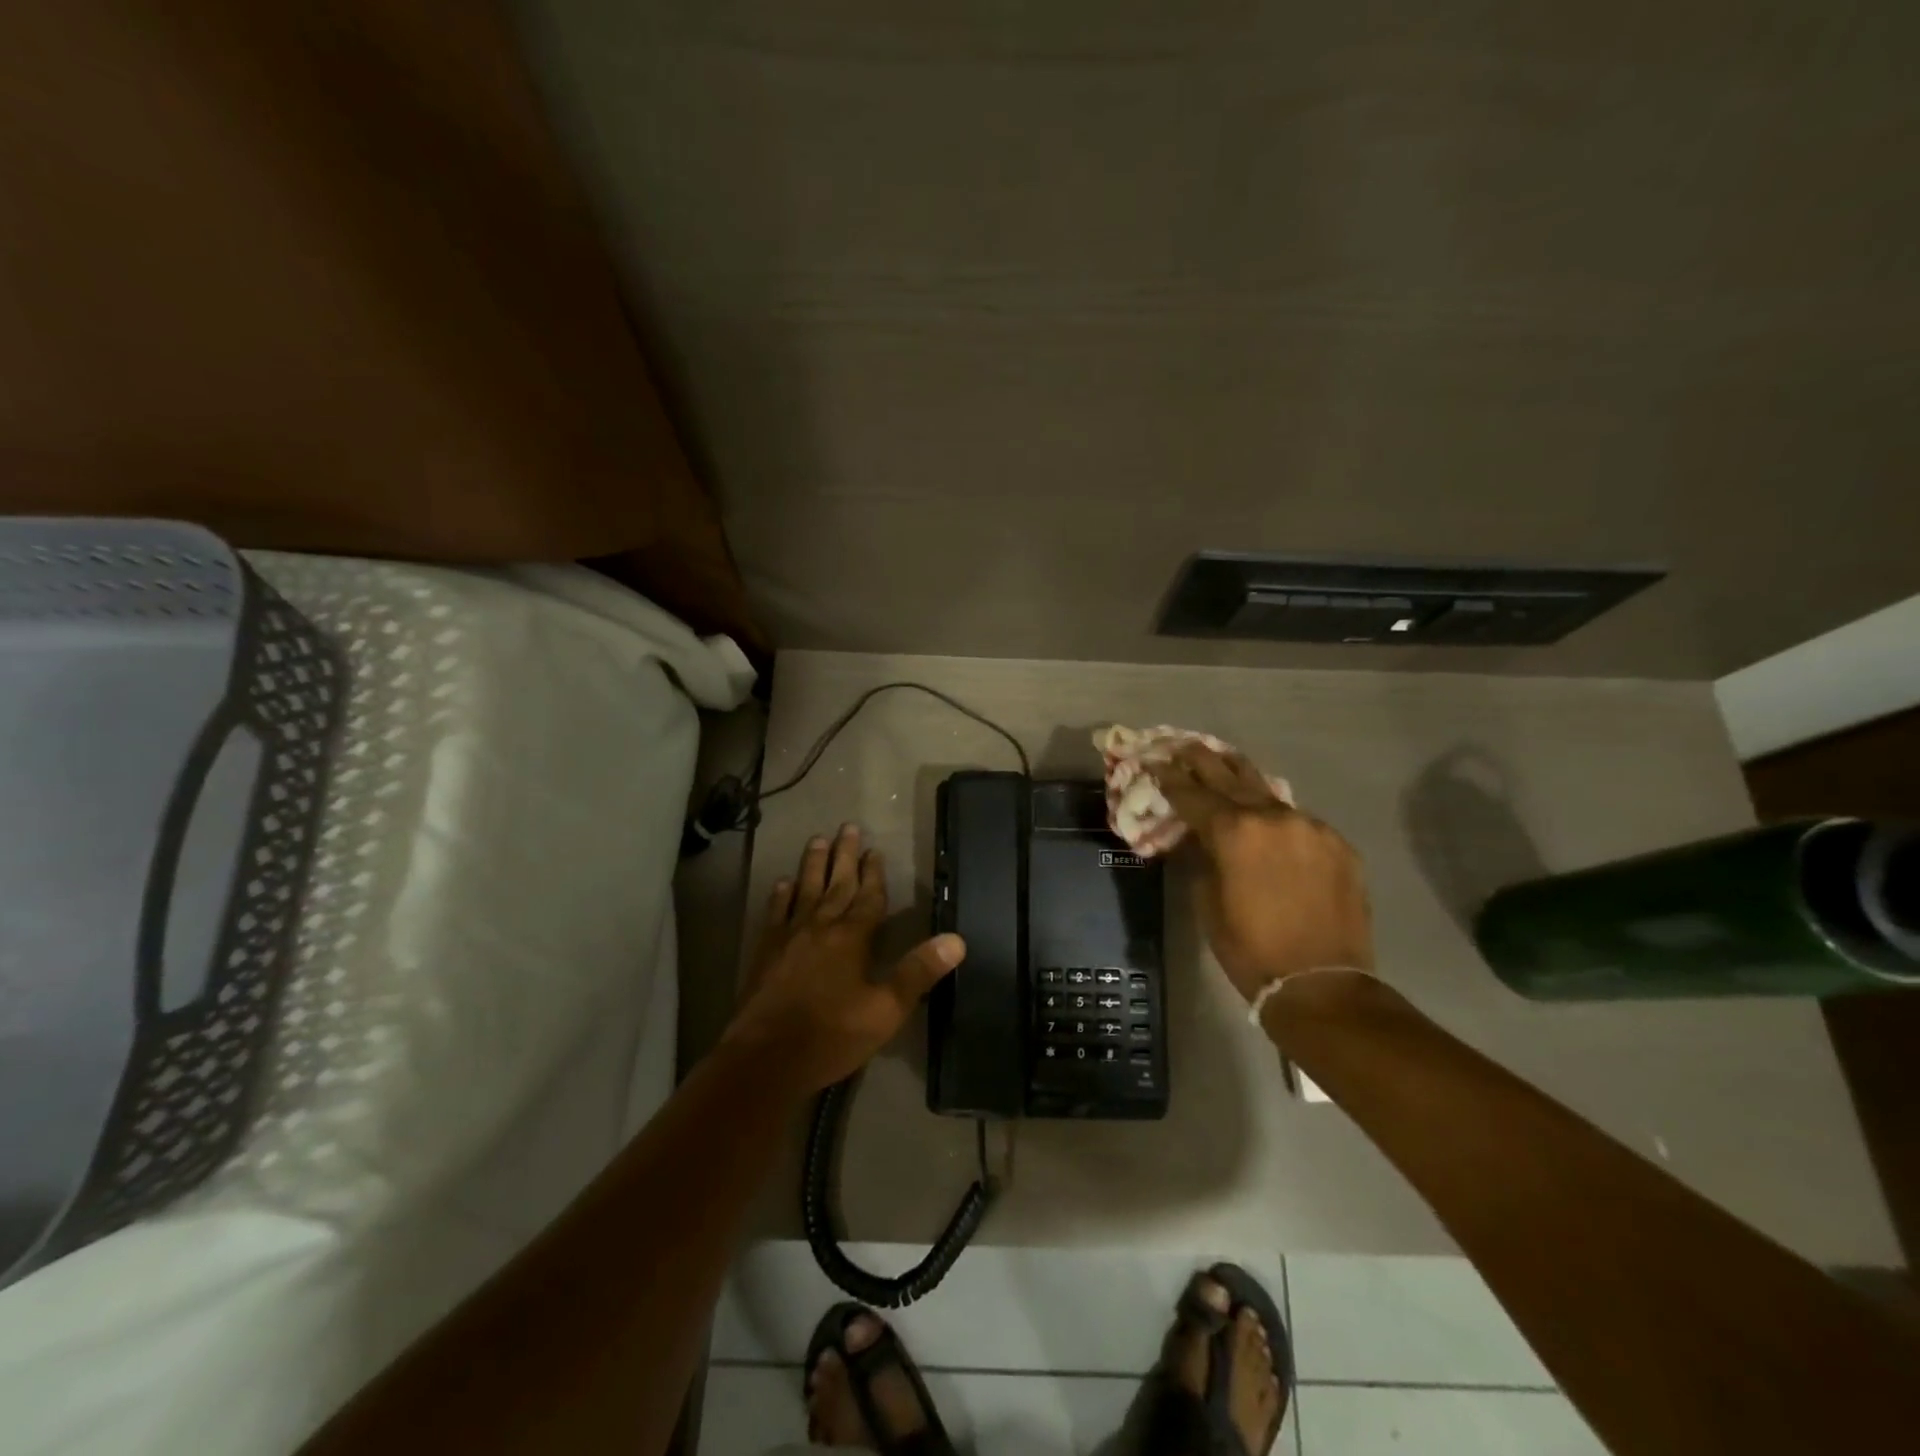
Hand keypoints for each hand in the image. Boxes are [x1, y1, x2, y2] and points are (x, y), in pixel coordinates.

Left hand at [724, 824, 965, 1092]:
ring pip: (805, 890)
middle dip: (845, 856)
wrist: (766, 1058)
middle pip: (836, 883)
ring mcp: (790, 936)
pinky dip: (780, 895)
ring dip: (813, 864)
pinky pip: (776, 913)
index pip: (868, 897)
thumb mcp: (886, 1010)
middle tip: (848, 827)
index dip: (874, 874)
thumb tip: (957, 940)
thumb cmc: (832, 1036)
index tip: (876, 849)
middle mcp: (821, 926)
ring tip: (818, 839)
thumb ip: (918, 972)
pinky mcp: (766, 950)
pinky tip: (782, 883)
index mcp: (852, 938)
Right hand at [1151, 744, 1372, 1002]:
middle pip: (1230, 775)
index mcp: (1234, 831)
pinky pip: (1298, 819)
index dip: (1169, 779)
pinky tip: (1267, 819)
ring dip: (1241, 778)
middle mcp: (1273, 816)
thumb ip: (1201, 858)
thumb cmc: (1250, 948)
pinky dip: (1276, 815)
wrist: (1322, 983)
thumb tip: (1197, 836)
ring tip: (1224, 762)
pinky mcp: (1337, 843)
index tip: (1155, 764)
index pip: (1192, 794)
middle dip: (1202, 760)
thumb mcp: (1207, 902)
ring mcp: (1310, 826)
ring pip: (1268, 791)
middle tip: (1184, 747)